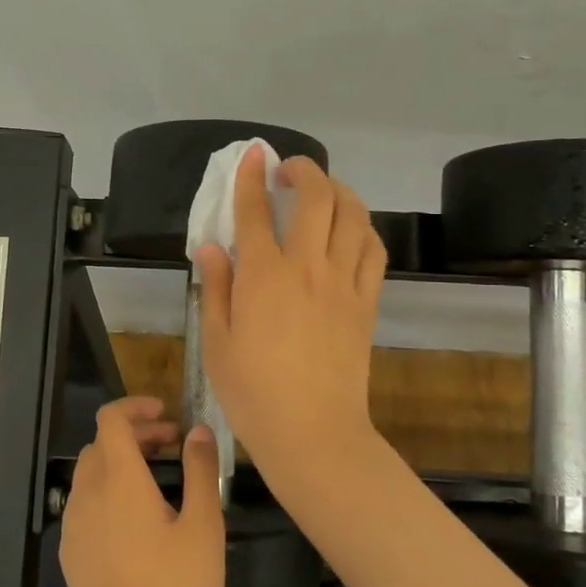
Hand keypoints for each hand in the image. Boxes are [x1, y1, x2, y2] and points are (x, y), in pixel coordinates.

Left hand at [60, 398, 224, 586]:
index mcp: (119, 480)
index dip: (136, 406)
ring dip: (120, 461)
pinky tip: (135, 518)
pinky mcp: (70, 551)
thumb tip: (197, 430)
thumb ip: (200, 471)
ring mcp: (73, 524)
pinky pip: (85, 502)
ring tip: (157, 479)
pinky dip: (107, 490)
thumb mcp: (203, 526)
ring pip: (91, 472)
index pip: (111, 419)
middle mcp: (88, 493)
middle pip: (102, 443)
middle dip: (135, 434)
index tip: (166, 414)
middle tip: (172, 446)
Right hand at [195, 151, 385, 471]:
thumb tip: (211, 246)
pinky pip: (374, 249)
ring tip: (323, 191)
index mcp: (262, 276)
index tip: (253, 154)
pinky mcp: (366, 301)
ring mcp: (343, 282)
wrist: (313, 433)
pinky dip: (363, 227)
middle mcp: (306, 267)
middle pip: (315, 197)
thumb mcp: (216, 343)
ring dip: (338, 189)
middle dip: (303, 169)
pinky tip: (350, 230)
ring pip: (352, 214)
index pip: (255, 210)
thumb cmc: (253, 394)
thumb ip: (215, 288)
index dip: (251, 176)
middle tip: (288, 170)